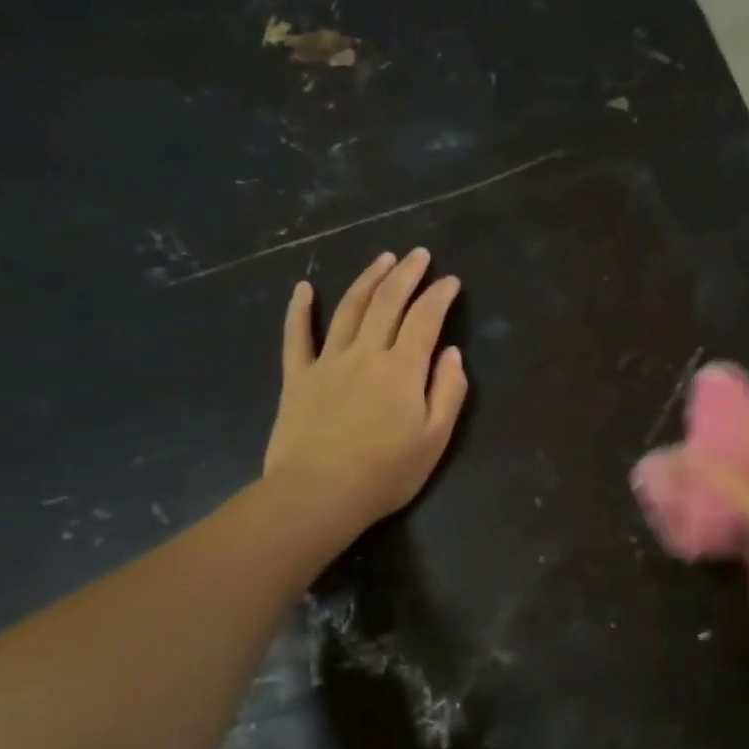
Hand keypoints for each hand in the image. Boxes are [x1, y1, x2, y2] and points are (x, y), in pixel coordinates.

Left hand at [264, 248, 468, 531]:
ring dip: (368, 280)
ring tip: (382, 259)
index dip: (440, 295)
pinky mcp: (298, 377)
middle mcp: (366, 353)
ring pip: (349, 308)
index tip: (451, 281)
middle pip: (387, 302)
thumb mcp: (435, 438)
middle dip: (406, 274)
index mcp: (403, 368)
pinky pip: (297, 336)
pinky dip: (300, 310)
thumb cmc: (386, 472)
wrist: (318, 494)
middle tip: (419, 254)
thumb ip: (448, 392)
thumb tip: (452, 353)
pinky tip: (303, 288)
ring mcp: (328, 361)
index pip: (425, 319)